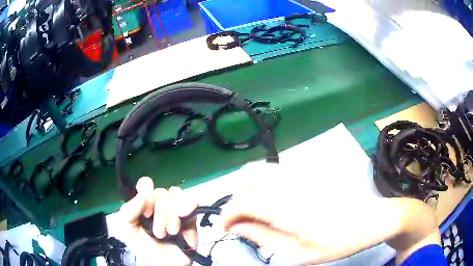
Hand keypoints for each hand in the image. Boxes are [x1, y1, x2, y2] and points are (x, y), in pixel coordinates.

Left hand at [119, 177, 197, 265]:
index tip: (145, 213)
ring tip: (171, 233)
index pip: (146, 184)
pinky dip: (187, 206)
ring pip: (175, 194)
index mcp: (144, 203)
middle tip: (158, 233)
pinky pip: (192, 200)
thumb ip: (128, 212)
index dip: (146, 193)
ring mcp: (176, 208)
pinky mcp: (191, 215)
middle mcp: (160, 203)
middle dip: (159, 215)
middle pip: (161, 192)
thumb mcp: (129, 230)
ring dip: (171, 216)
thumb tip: (142, 195)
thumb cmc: (145, 247)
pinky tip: (182, 217)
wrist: (165, 264)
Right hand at [222, 177, 439, 264]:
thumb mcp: (300, 252)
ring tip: (254, 210)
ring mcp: (300, 172)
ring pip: (259, 170)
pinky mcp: (308, 170)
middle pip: (245, 180)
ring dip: (248, 189)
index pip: (241, 202)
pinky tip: (273, 200)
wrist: (374, 218)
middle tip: (242, 221)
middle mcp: (288, 182)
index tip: (226, 228)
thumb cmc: (340, 241)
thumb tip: (237, 227)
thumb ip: (264, 237)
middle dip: (236, 201)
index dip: (227, 215)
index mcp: (286, 206)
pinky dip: (263, 182)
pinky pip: (275, 170)